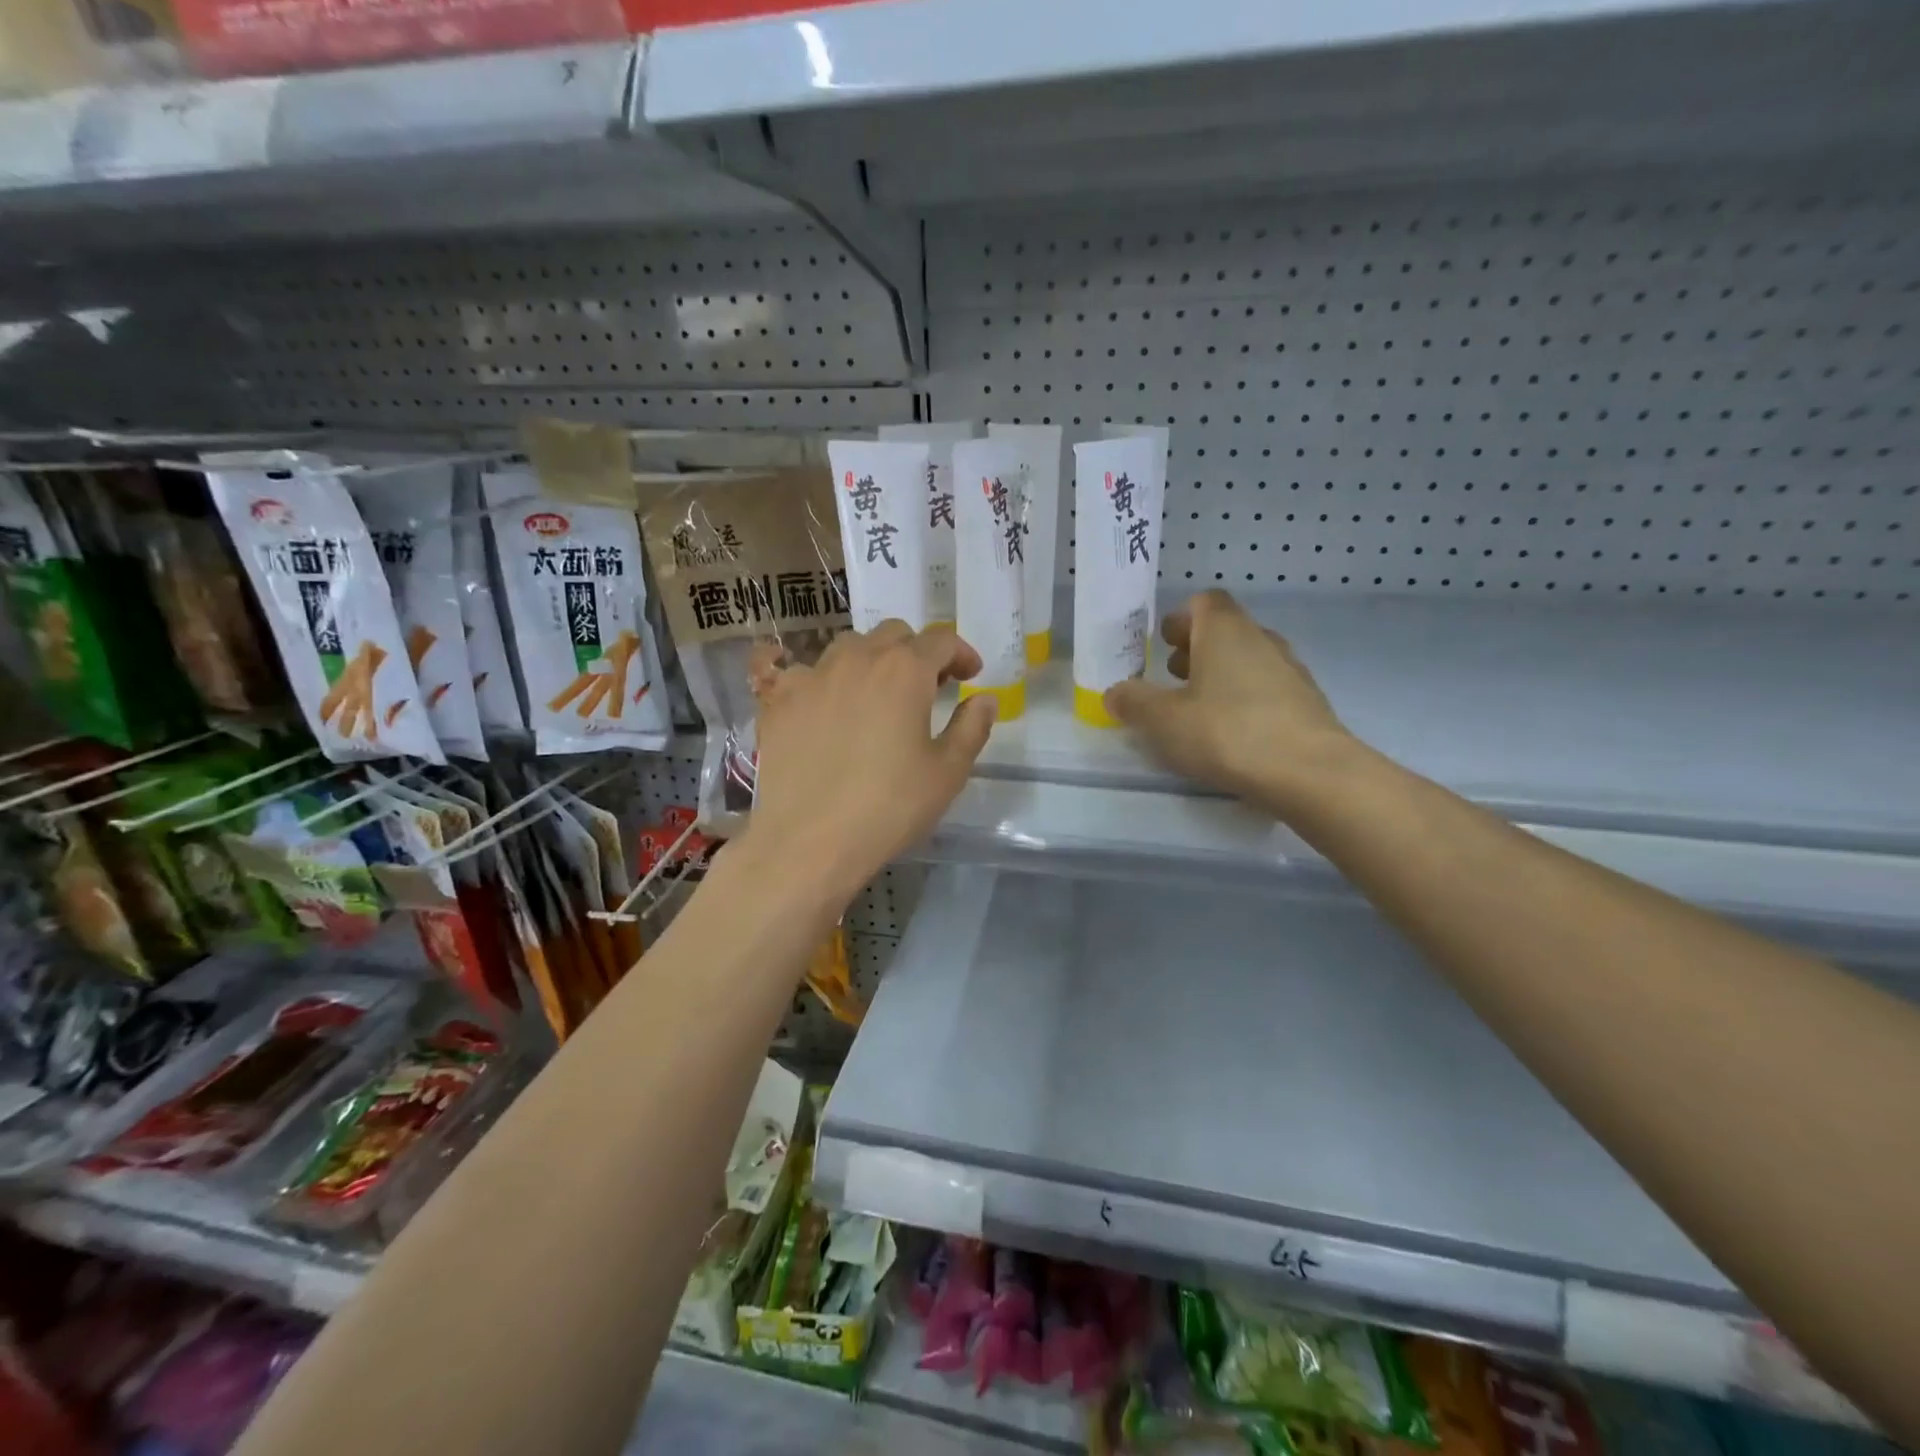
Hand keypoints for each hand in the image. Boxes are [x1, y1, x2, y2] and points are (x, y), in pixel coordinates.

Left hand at [746, 621, 997, 906]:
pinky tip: (819, 700)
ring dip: (871, 660)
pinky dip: (818, 679)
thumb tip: (984, 699)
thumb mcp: (947, 772)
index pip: (941, 640)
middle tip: (928, 686)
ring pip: (847, 647)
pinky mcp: (777, 700)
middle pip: (893, 635)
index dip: (961, 653)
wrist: (809, 842)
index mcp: (904, 671)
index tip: (970, 675)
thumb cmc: (889, 808)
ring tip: (875, 693)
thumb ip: (971, 727)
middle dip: (916, 652)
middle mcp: (857, 659)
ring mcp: (811, 676)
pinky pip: (798, 671)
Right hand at [1105, 590, 1355, 813]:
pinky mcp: (1307, 703)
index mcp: (1225, 631)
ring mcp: (1291, 670)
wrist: (1309, 773)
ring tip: (1198, 708)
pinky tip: (1231, 732)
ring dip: (1221, 675)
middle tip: (1172, 677)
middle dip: (1196, 649)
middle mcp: (1261, 639)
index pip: (1204, 602)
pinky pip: (1267, 689)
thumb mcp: (1162, 720)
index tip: (1162, 644)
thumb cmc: (1226, 733)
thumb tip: (1114, 692)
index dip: (1180, 619)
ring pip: (1248, 660)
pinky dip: (1245, 700)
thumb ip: (1133, 702)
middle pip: (1226, 630)